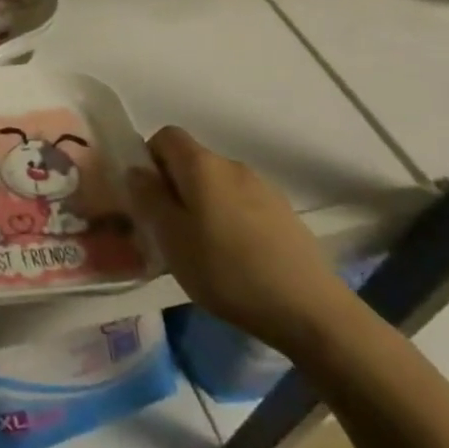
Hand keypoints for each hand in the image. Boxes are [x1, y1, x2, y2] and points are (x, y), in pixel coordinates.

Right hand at [129, 127, 359, 357]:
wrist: (311, 311)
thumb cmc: (227, 271)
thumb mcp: (171, 238)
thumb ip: (148, 197)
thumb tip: (137, 170)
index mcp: (202, 165)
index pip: (166, 136)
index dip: (150, 159)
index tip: (147, 197)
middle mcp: (233, 166)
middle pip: (192, 162)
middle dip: (175, 188)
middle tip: (169, 230)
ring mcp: (265, 189)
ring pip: (218, 186)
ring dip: (203, 206)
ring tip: (203, 250)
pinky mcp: (285, 216)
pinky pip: (243, 206)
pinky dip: (231, 222)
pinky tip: (236, 260)